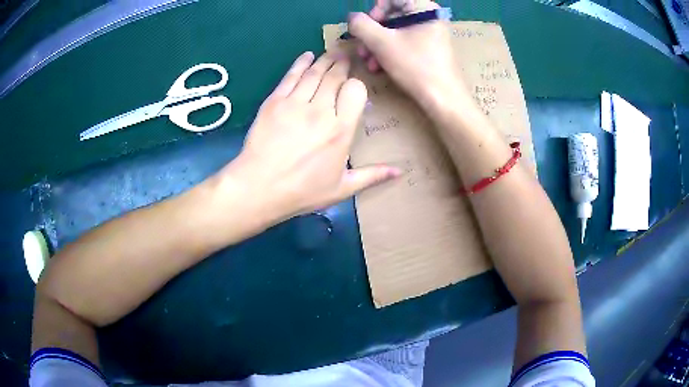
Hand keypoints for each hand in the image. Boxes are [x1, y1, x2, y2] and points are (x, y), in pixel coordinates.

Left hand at [219, 51, 400, 224]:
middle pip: (335, 77)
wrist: (258, 188)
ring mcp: (295, 103)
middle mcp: (321, 110)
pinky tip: (307, 56)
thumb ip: (372, 175)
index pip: (355, 91)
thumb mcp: (342, 189)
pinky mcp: (274, 101)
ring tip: (332, 53)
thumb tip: (399, 171)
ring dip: (325, 60)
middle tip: (346, 57)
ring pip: (314, 72)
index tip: (354, 88)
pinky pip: (291, 76)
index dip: (356, 85)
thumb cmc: (302, 192)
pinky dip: (300, 63)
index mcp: (341, 130)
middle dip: (342, 65)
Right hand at [348, 0, 470, 111]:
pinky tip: (380, 66)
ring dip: (377, 45)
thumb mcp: (382, 43)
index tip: (366, 27)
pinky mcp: (428, 47)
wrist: (443, 99)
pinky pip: (403, 41)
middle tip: (363, 49)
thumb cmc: (416, 67)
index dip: (375, 10)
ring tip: (369, 62)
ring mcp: (429, 32)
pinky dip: (389, 51)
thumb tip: (352, 18)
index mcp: (424, 8)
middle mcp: (428, 16)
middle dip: (372, 33)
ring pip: (395, 30)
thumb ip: (361, 25)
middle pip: (392, 14)